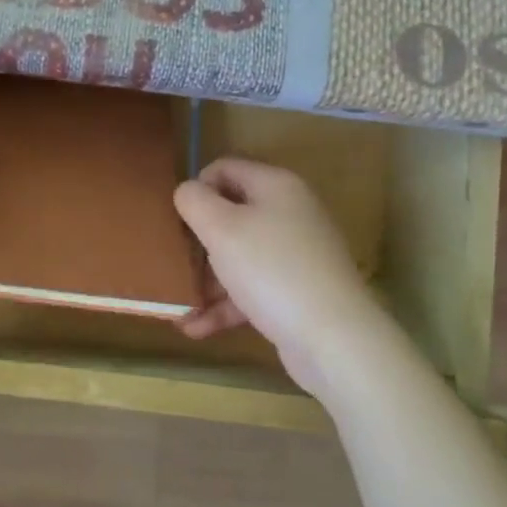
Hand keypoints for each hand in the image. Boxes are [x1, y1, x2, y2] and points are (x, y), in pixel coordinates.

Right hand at [173, 158, 382, 395]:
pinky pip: (251, 290)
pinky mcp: (295, 292)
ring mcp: (295, 255)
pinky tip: (194, 328)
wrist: (333, 337)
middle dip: (197, 242)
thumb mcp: (221, 228)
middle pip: (230, 216)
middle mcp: (289, 214)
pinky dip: (224, 306)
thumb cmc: (271, 269)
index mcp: (275, 186)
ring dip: (206, 280)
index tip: (175, 219)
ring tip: (176, 306)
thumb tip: (187, 191)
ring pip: (238, 257)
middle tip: (172, 263)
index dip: (196, 188)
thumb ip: (195, 201)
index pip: (225, 169)